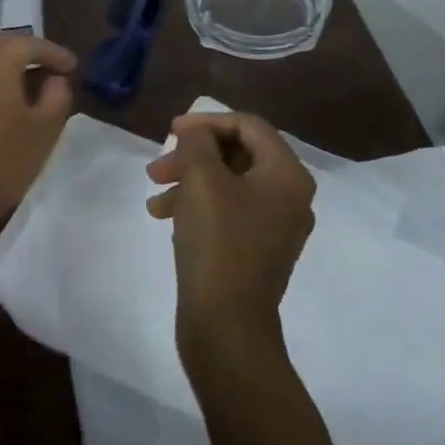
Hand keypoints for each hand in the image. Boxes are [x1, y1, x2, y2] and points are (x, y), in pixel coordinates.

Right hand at [145, 112, 314, 361]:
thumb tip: (197, 132)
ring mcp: (274, 225)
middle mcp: (289, 196)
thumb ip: (198, 143)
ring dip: (188, 181)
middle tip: (158, 167)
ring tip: (155, 197)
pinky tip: (165, 217)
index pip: (249, 126)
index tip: (171, 131)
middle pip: (238, 154)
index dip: (208, 121)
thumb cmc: (218, 242)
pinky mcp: (255, 248)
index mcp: (287, 175)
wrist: (226, 323)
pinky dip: (197, 206)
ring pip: (227, 183)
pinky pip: (227, 211)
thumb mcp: (202, 180)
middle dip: (193, 155)